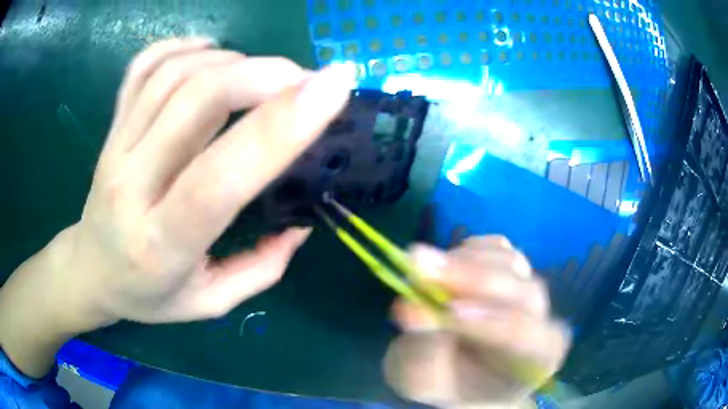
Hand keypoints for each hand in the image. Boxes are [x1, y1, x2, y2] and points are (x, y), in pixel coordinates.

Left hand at [0, 38, 355, 375]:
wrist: (90, 271)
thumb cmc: (147, 296)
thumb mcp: (209, 303)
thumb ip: (260, 269)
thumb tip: (301, 224)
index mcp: (161, 244)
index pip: (219, 177)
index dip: (280, 127)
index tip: (333, 88)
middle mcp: (132, 185)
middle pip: (195, 101)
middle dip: (265, 75)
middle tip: (308, 79)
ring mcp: (115, 147)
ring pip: (174, 74)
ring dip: (233, 60)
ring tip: (265, 75)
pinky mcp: (111, 127)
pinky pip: (143, 67)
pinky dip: (184, 47)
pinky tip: (211, 52)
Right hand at [385, 236, 570, 407]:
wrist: (457, 374)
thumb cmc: (445, 385)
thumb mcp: (421, 382)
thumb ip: (422, 354)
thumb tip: (411, 308)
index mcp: (536, 359)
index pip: (522, 335)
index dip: (487, 321)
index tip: (447, 310)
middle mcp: (544, 322)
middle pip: (522, 292)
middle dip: (471, 278)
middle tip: (418, 263)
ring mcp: (531, 291)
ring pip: (509, 263)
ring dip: (464, 263)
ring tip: (423, 274)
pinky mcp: (515, 269)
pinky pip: (498, 248)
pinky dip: (469, 250)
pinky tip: (447, 267)